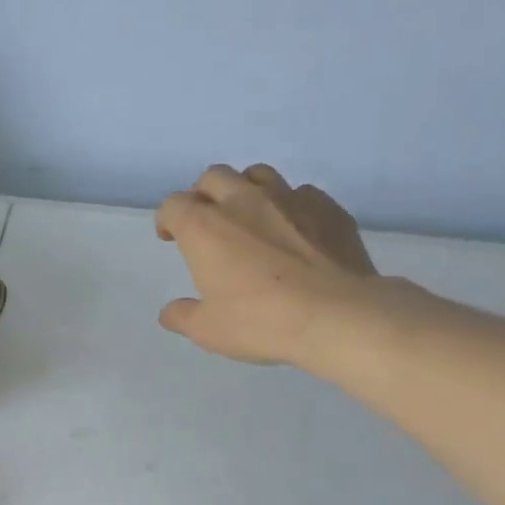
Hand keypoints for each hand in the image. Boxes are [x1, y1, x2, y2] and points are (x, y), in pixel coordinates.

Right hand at [156, 164, 377, 365]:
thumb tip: (170, 312)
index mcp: (204, 227)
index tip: (170, 237)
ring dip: (245, 190)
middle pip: (213, 177)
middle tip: (207, 222)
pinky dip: (289, 206)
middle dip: (203, 195)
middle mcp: (242, 201)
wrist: (337, 315)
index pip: (173, 205)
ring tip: (249, 216)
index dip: (167, 219)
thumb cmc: (260, 321)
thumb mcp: (207, 330)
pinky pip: (301, 193)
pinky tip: (293, 229)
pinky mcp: (327, 207)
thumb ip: (183, 316)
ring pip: (257, 174)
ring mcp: (288, 198)